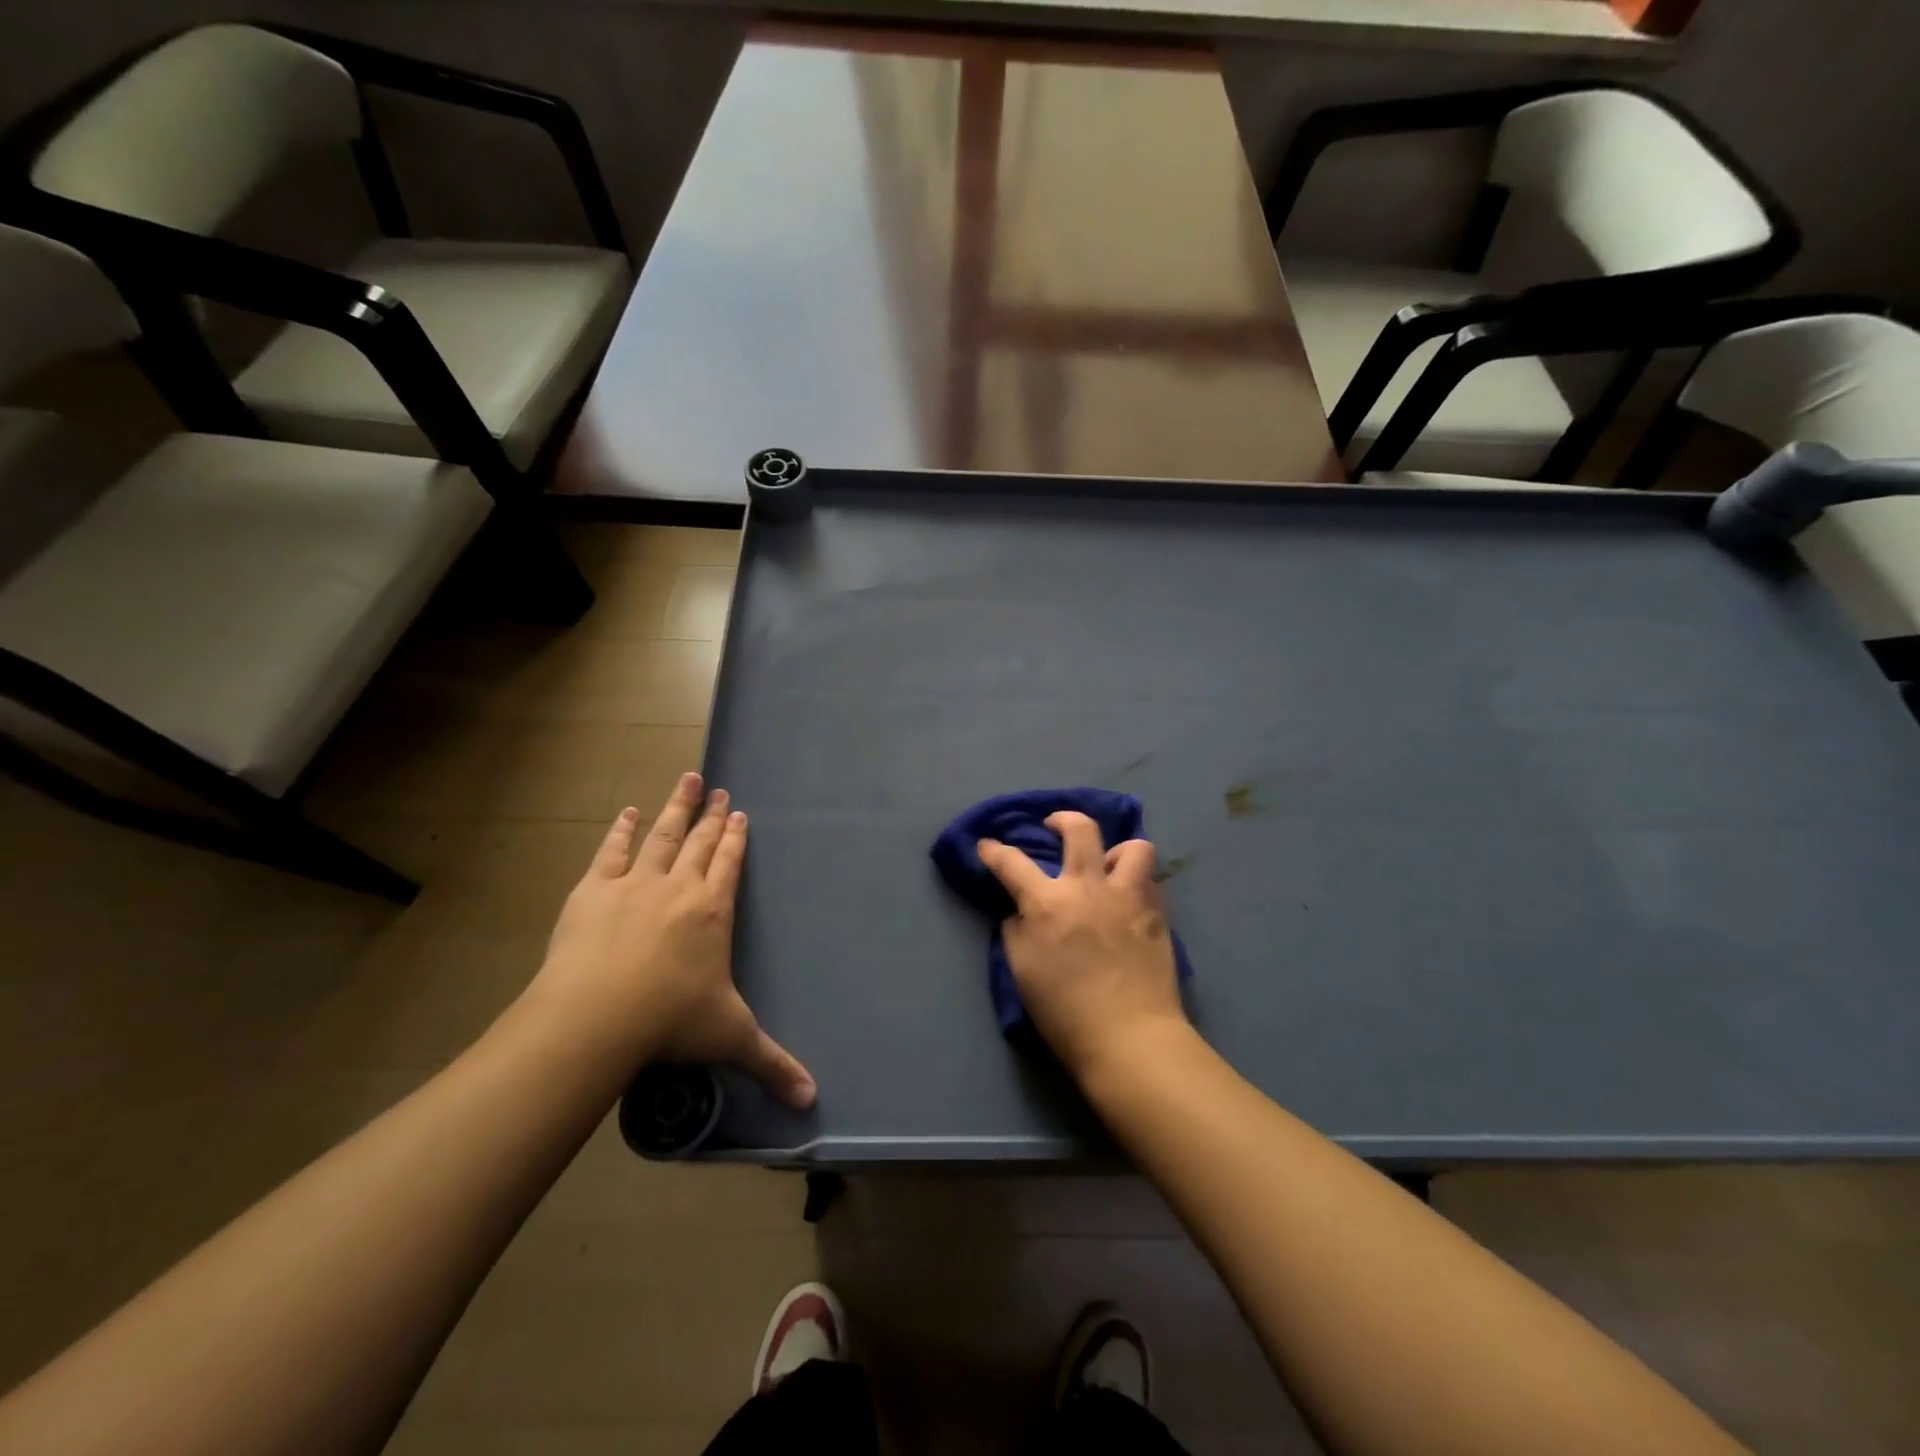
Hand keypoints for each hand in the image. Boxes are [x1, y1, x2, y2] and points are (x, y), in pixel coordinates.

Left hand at [526, 773, 815, 1107]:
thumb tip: (814, 1101)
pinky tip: (628, 812)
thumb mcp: (731, 1040)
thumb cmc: (671, 1021)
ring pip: (661, 835)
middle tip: (719, 789)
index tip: (740, 813)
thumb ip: (773, 1064)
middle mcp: (679, 887)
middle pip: (699, 841)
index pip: (729, 864)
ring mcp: (634, 883)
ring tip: (687, 779)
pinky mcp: (593, 890)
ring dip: (675, 806)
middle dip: (711, 815)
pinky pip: (612, 852)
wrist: (598, 1016)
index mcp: (712, 911)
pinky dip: (621, 830)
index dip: (735, 838)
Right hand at [977, 811, 1187, 1081]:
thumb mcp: (1022, 971)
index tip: (987, 845)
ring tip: (1107, 866)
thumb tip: (1021, 910)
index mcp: (1048, 903)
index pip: (1012, 863)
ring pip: (1133, 846)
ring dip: (1116, 850)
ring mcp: (1128, 897)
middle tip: (1054, 827)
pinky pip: (1149, 882)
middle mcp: (1089, 888)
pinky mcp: (1157, 915)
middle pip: (1080, 829)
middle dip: (1062, 819)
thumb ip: (1016, 930)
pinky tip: (1127, 901)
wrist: (1130, 1038)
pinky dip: (1135, 883)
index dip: (994, 850)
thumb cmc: (1065, 1012)